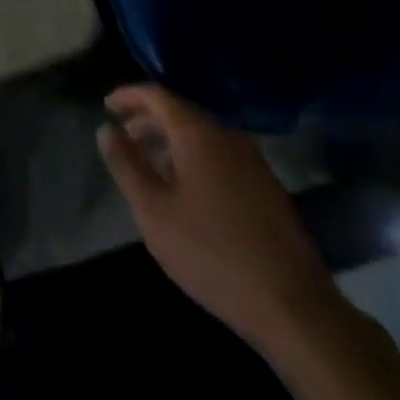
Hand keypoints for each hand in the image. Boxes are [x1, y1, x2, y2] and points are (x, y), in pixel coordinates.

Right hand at [97, 85, 341, 348]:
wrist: (293, 305)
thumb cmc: (212, 252)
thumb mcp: (154, 212)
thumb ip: (126, 165)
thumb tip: (106, 130)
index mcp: (197, 131)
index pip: (156, 94)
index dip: (128, 96)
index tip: (107, 106)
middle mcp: (226, 133)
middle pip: (180, 113)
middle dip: (147, 121)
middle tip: (123, 137)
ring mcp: (251, 159)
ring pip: (201, 136)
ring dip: (171, 143)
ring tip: (150, 166)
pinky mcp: (267, 186)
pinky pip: (220, 156)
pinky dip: (194, 159)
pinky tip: (186, 191)